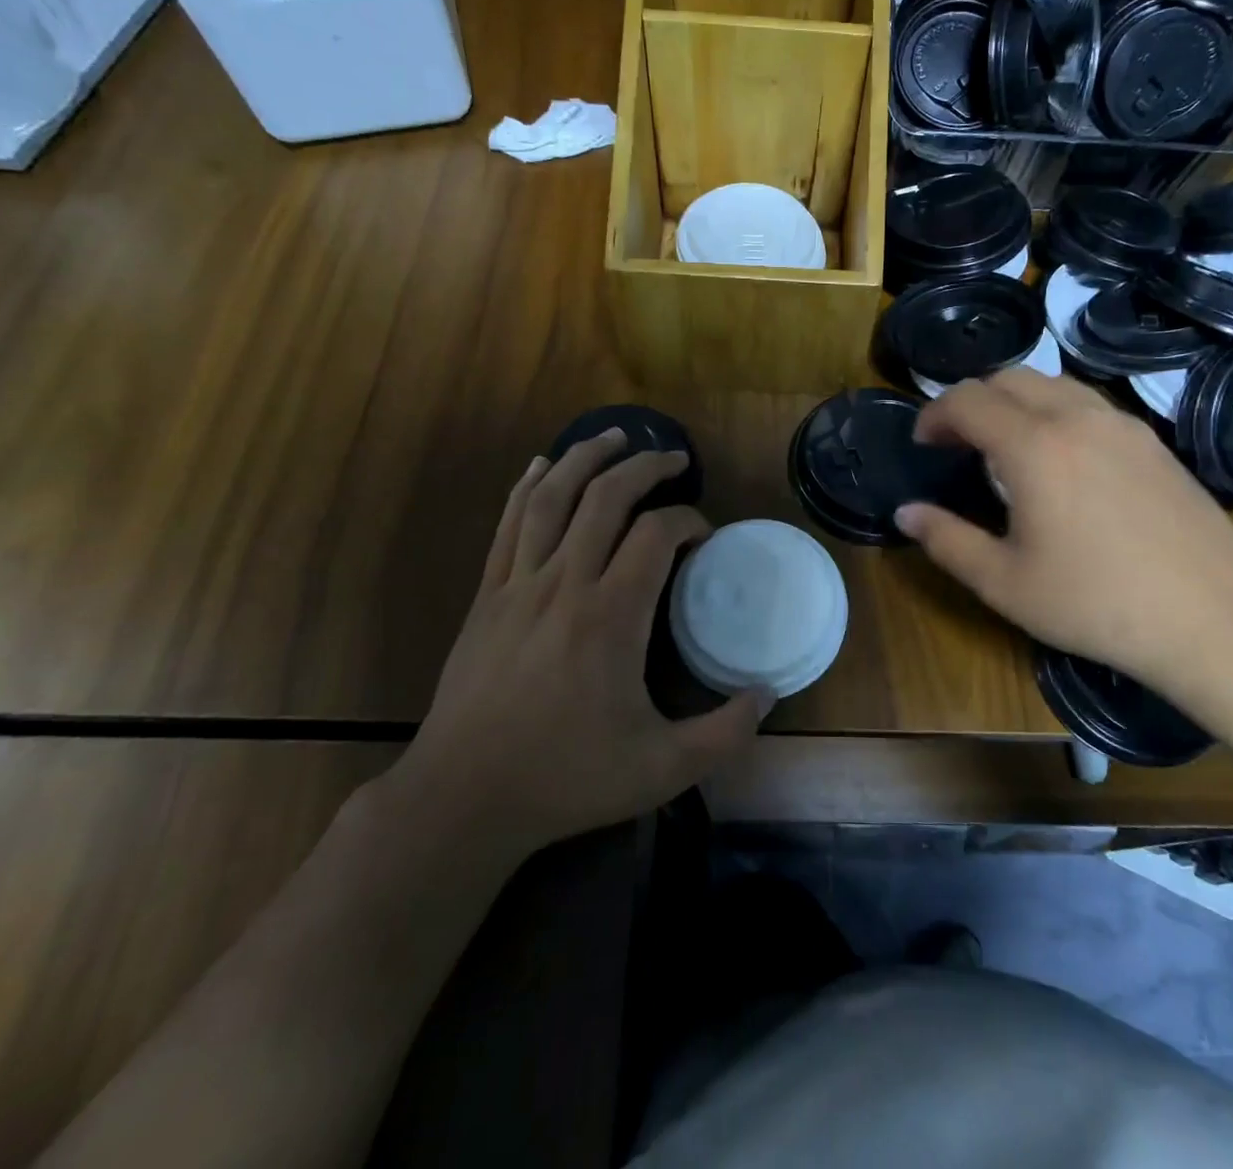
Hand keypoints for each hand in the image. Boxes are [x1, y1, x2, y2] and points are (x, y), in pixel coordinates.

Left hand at [392, 430, 767, 854]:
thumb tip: (769, 695)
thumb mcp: (662, 769)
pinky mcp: (486, 596)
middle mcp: (565, 583)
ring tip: (614, 436)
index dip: (690, 521)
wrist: (463, 797)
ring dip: (585, 458)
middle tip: (673, 458)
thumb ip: (725, 733)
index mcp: (610, 615)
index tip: (705, 536)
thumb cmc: (566, 778)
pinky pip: (508, 524)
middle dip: (645, 467)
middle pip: (606, 498)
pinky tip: (541, 465)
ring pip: (552, 497)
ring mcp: (518, 584)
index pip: (657, 534)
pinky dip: (528, 486)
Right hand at [895, 372, 1232, 707]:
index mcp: (1033, 446)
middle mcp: (1076, 417)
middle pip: (1008, 377)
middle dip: (971, 401)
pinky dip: (1053, 411)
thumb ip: (946, 541)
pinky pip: (1087, 402)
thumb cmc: (1096, 603)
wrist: (1215, 618)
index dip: (934, 414)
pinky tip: (1059, 460)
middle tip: (957, 444)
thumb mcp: (1004, 583)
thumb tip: (905, 513)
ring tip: (1004, 447)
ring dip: (1014, 401)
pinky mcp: (1152, 440)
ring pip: (1052, 383)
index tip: (923, 444)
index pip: (967, 399)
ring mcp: (1121, 424)